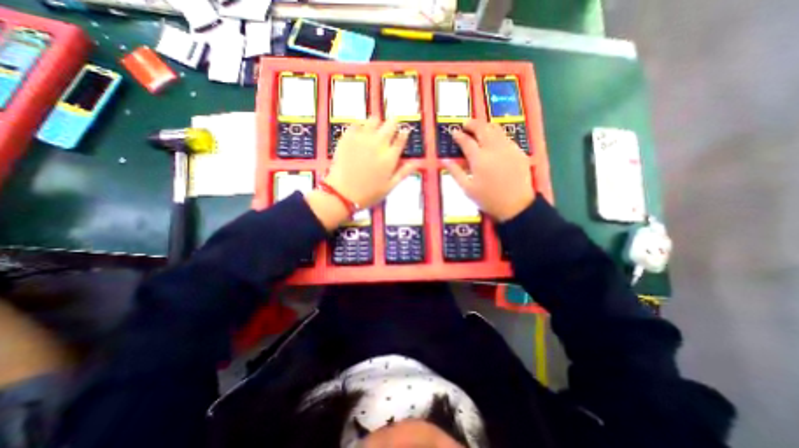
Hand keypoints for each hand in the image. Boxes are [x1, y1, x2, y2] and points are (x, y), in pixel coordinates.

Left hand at [328, 118, 420, 210]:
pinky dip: (360, 127)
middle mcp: (378, 143)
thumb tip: (417, 162)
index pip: (401, 138)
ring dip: (377, 123)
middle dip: (393, 124)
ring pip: (374, 119)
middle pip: (390, 124)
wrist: (342, 193)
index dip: (404, 133)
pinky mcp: (348, 137)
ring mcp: (362, 138)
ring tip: (374, 131)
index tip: (404, 131)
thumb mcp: (390, 187)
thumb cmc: (368, 193)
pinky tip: (359, 135)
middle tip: (390, 128)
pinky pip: (356, 123)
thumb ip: (403, 172)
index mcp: (390, 157)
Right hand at [447, 122, 532, 221]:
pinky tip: (494, 140)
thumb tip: (445, 161)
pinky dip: (497, 134)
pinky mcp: (519, 152)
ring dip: (485, 126)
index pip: (466, 141)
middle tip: (466, 124)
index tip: (453, 132)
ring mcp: (508, 148)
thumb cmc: (488, 199)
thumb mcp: (467, 189)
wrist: (516, 205)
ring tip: (479, 128)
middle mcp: (493, 149)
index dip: (459, 136)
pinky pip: (506, 137)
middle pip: (482, 129)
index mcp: (479, 159)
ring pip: (496, 130)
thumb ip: (455, 172)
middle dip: (472, 124)